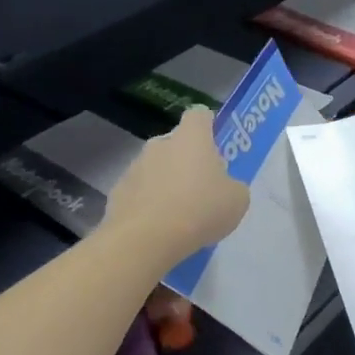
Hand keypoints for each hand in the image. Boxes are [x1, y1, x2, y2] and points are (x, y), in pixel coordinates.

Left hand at [102, 107, 248, 269]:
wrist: (145, 239)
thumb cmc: (200, 210)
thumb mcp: (236, 200)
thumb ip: (232, 186)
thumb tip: (224, 187)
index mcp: (191, 138)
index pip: (199, 115)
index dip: (209, 126)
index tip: (217, 145)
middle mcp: (160, 144)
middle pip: (177, 143)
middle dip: (188, 160)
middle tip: (203, 188)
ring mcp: (135, 167)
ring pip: (157, 168)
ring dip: (167, 183)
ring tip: (180, 215)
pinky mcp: (118, 192)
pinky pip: (140, 192)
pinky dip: (149, 204)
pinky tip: (158, 228)